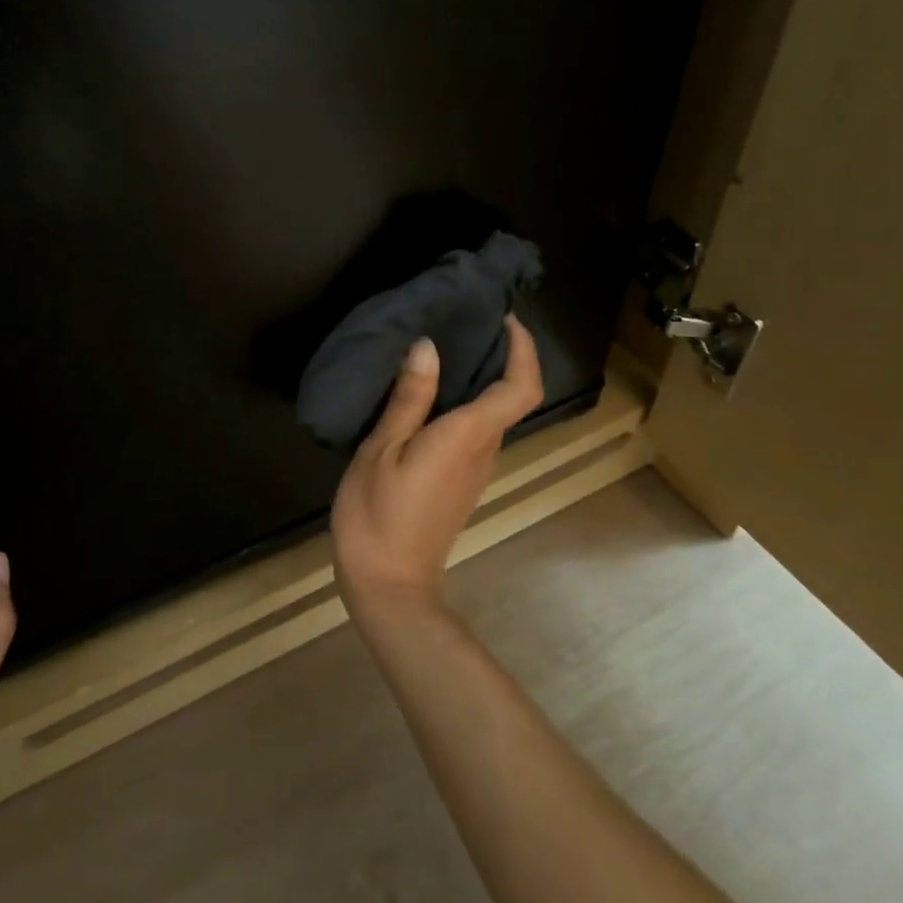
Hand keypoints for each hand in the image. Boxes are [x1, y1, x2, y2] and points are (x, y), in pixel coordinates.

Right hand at [330, 315, 544, 616]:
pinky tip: (427, 393)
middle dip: (501, 355)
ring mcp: (474, 468)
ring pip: (493, 413)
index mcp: (467, 436)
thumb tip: (428, 347)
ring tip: (442, 348)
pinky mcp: (460, 480)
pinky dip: (464, 401)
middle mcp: (483, 450)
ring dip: (481, 378)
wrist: (388, 584)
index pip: (520, 387)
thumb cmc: (378, 514)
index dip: (524, 349)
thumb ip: (409, 399)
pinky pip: (474, 429)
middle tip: (466, 322)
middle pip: (511, 396)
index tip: (504, 319)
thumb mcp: (382, 449)